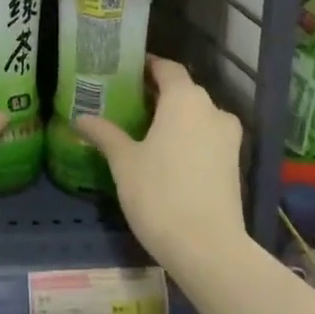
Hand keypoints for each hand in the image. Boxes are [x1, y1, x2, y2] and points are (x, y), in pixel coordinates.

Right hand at [74, 56, 246, 275]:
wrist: (208, 248)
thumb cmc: (160, 194)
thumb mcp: (124, 163)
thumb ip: (105, 134)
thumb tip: (80, 118)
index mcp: (185, 99)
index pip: (168, 68)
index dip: (148, 66)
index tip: (127, 70)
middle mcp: (211, 110)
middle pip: (184, 90)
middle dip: (159, 93)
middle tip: (129, 100)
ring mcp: (228, 138)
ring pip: (198, 115)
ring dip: (175, 116)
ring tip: (146, 128)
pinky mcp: (234, 163)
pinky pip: (207, 137)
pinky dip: (189, 136)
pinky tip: (168, 153)